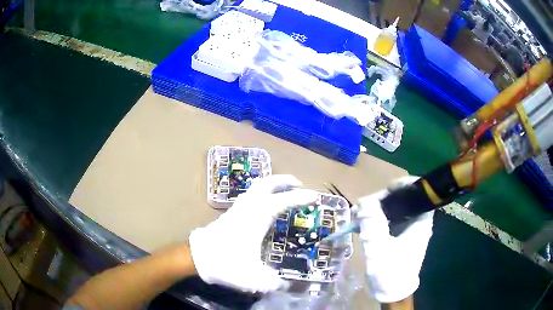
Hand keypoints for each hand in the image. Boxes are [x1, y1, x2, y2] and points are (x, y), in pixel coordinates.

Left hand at [189, 175, 317, 292]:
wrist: (198, 257)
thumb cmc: (225, 262)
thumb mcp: (252, 276)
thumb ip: (272, 281)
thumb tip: (284, 285)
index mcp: (256, 218)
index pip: (282, 201)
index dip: (300, 198)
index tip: (314, 196)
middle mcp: (248, 208)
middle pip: (266, 183)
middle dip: (284, 180)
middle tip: (299, 183)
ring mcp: (238, 208)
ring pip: (256, 187)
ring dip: (272, 184)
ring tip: (285, 189)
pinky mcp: (232, 213)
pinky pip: (250, 195)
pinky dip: (262, 192)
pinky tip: (266, 204)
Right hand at [357, 177, 433, 302]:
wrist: (391, 292)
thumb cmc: (391, 272)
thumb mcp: (380, 248)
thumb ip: (373, 223)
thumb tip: (364, 200)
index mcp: (420, 222)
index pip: (420, 193)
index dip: (405, 186)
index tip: (387, 188)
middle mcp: (416, 222)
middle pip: (403, 199)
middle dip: (383, 199)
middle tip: (363, 205)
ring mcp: (407, 229)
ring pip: (394, 210)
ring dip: (376, 209)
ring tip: (356, 214)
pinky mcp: (398, 236)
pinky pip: (387, 221)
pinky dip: (375, 219)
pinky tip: (359, 224)